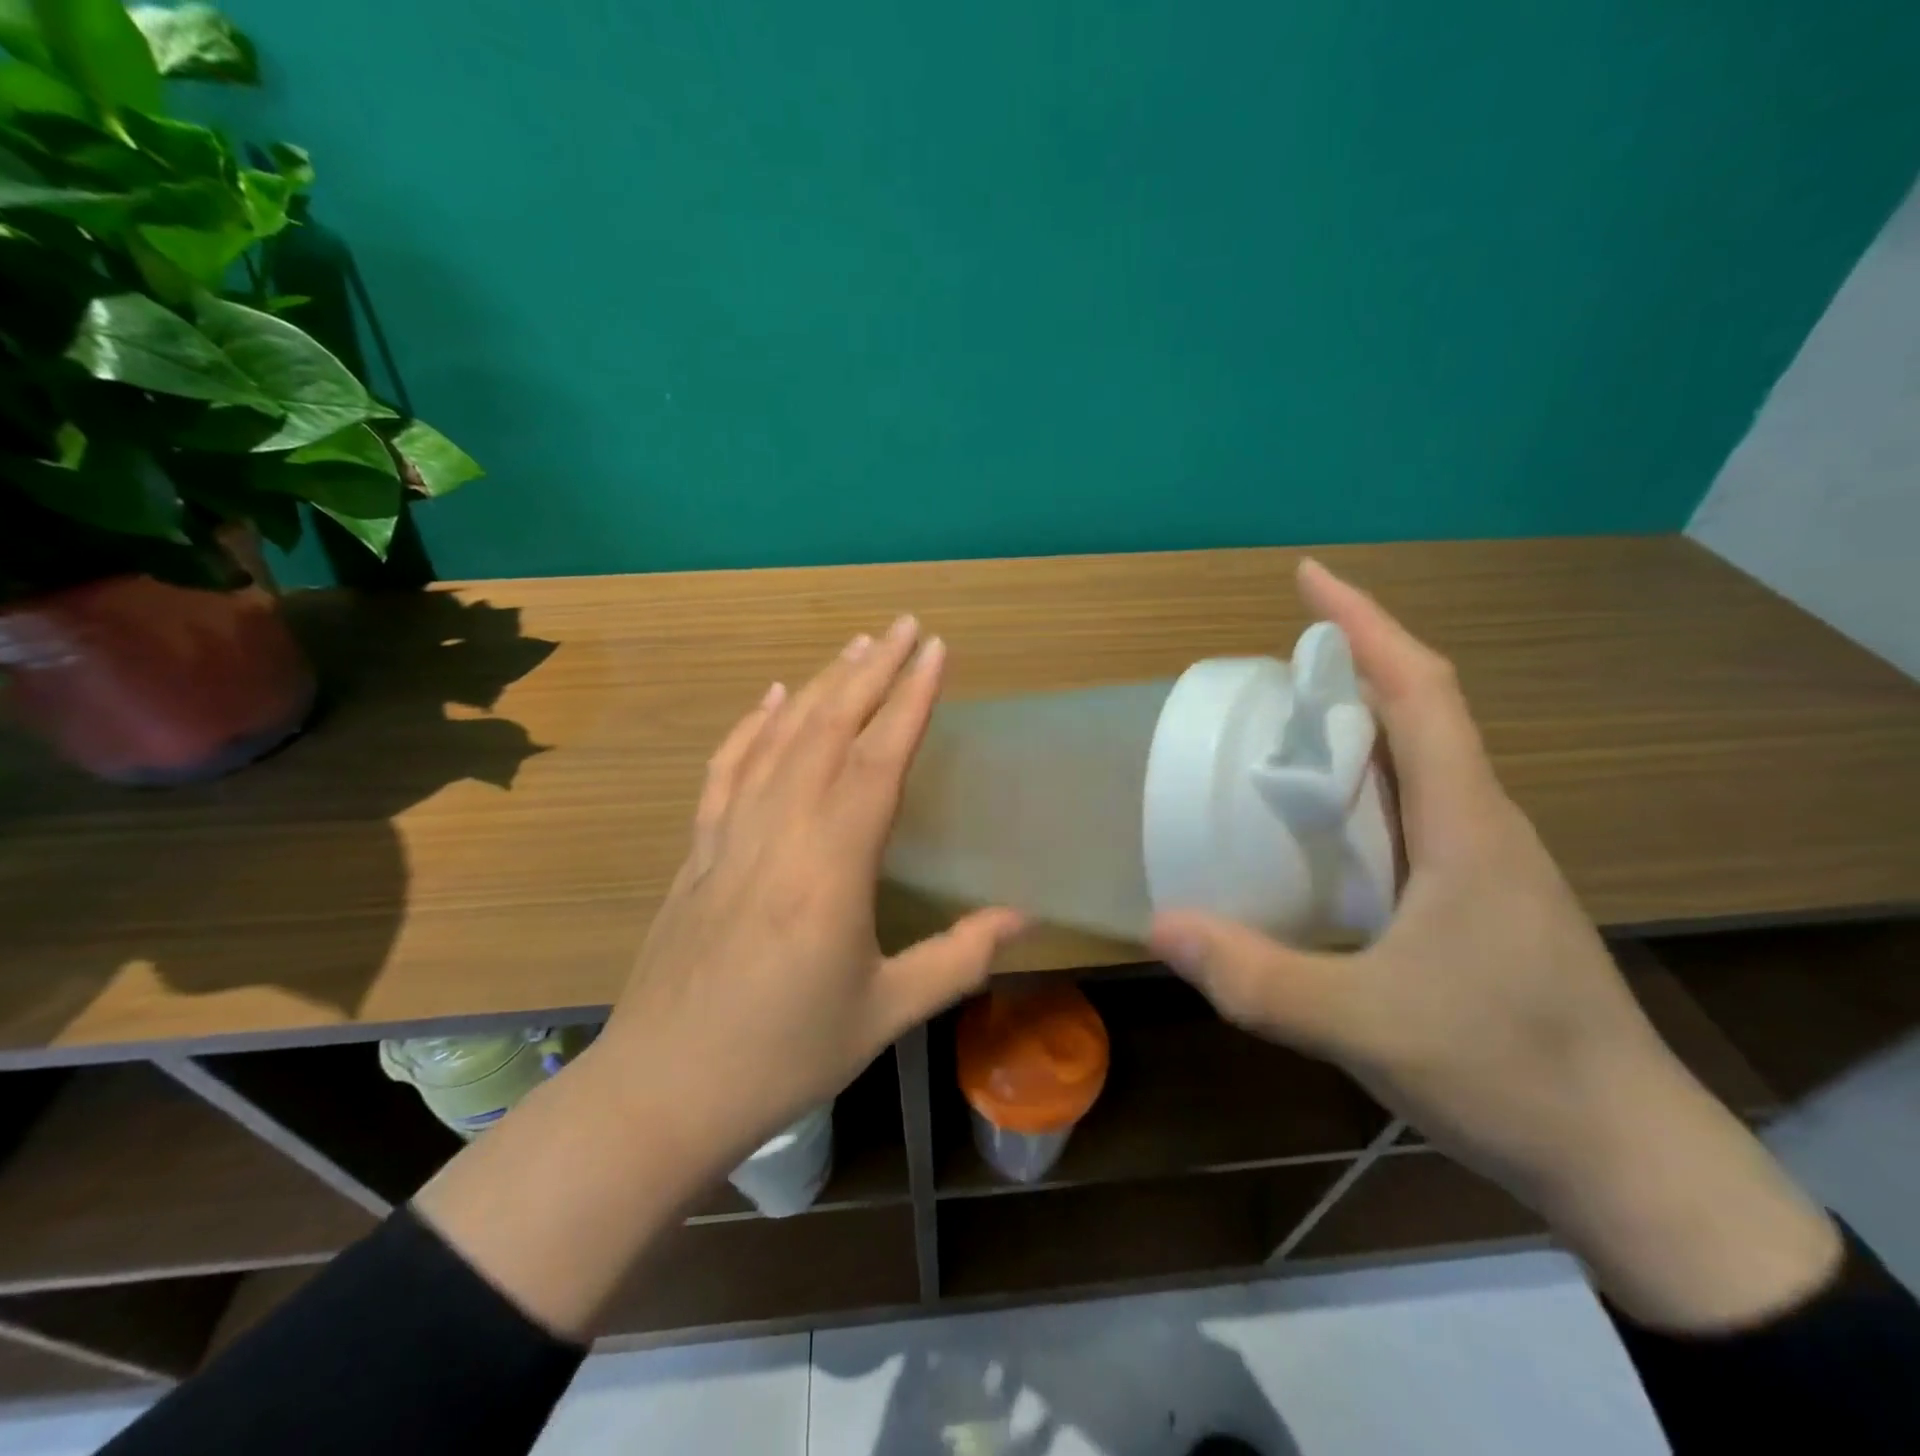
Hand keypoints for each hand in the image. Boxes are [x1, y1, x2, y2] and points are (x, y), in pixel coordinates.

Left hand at [598, 613, 1024, 1164]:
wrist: (662, 1091)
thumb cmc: (782, 1056)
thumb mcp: (884, 1013)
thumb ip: (959, 957)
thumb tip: (1023, 916)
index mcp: (831, 868)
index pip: (877, 760)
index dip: (910, 700)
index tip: (935, 650)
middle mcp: (779, 833)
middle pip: (828, 730)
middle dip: (871, 671)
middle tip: (904, 626)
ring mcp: (729, 836)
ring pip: (779, 739)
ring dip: (820, 686)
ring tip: (856, 647)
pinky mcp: (697, 851)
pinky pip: (727, 771)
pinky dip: (751, 726)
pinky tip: (772, 699)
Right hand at [1150, 560, 1839, 1331]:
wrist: (1624, 1156)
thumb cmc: (1508, 1070)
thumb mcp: (1366, 1024)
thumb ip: (1257, 978)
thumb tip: (1160, 926)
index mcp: (1466, 822)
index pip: (1420, 690)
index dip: (1364, 624)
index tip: (1307, 578)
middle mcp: (1480, 823)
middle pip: (1418, 712)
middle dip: (1346, 668)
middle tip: (1264, 673)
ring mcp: (1482, 862)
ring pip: (1415, 764)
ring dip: (1353, 729)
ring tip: (1278, 735)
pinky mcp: (1475, 898)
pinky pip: (1410, 814)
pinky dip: (1359, 791)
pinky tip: (1315, 826)